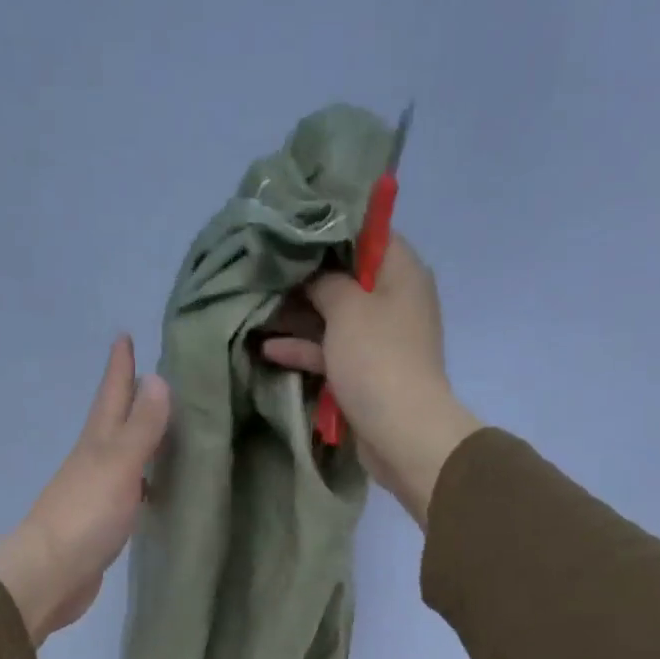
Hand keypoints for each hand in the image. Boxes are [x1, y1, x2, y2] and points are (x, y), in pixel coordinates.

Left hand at [0, 335, 169, 644]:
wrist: (50, 575)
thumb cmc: (85, 516)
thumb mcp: (118, 465)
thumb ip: (140, 427)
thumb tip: (157, 378)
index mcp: (96, 443)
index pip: (111, 395)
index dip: (119, 367)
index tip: (124, 335)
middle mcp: (94, 462)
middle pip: (113, 421)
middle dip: (128, 396)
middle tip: (150, 374)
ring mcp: (96, 493)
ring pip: (122, 455)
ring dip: (137, 438)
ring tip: (162, 426)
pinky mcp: (103, 523)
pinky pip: (128, 489)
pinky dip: (142, 479)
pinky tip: (155, 487)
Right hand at [259, 234, 480, 525]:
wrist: (402, 433)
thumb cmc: (377, 359)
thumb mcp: (347, 307)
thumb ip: (325, 280)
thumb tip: (312, 273)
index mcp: (401, 272)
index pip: (369, 232)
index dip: (330, 226)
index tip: (293, 225)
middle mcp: (394, 300)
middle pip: (346, 276)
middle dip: (306, 275)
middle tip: (265, 265)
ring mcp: (380, 339)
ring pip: (334, 316)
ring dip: (299, 315)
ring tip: (257, 306)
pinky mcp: (365, 372)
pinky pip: (332, 351)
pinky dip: (305, 349)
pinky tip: (268, 348)